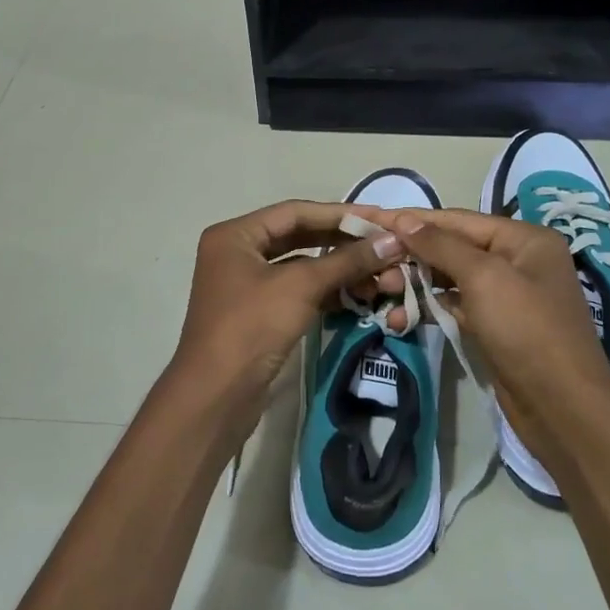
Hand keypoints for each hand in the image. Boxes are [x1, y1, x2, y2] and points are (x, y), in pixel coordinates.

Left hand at [164, 200, 406, 445]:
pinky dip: (327, 292)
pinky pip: (298, 292)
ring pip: (301, 267)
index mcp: (235, 235)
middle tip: (383, 244)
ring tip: (378, 275)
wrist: (216, 396)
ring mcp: (247, 285)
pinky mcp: (259, 314)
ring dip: (338, 270)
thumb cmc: (251, 327)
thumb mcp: (300, 286)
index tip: (379, 218)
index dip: (340, 214)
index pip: (295, 212)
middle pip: (299, 237)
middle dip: (342, 242)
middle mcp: (237, 253)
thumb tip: (392, 241)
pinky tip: (357, 296)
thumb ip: (347, 261)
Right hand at [376, 208, 609, 475]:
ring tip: (380, 291)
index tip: (373, 219)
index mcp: (525, 239)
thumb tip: (405, 220)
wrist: (562, 407)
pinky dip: (430, 309)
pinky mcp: (496, 327)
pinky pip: (457, 307)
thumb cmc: (526, 330)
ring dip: (416, 284)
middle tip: (373, 265)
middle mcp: (518, 260)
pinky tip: (399, 318)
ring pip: (452, 279)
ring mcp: (508, 296)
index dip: (415, 221)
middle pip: (454, 248)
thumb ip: (442, 246)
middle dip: (413, 256)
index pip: (459, 220)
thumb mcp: (484, 278)